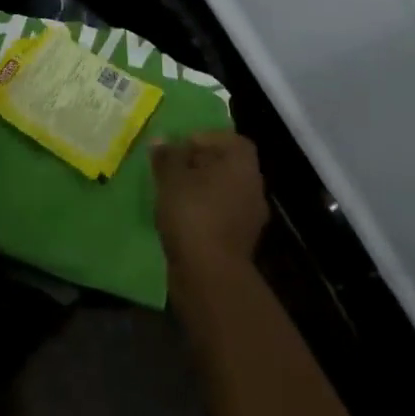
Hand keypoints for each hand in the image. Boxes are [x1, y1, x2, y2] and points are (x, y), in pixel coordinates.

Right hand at [151, 131, 269, 279]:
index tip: (182, 146)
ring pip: (225, 193)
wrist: (210, 276)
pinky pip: (222, 217)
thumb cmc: (193, 214)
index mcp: (242, 166)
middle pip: (228, 166)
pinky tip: (181, 219)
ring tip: (173, 193)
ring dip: (202, 191)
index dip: (207, 139)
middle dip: (201, 165)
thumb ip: (167, 156)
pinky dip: (205, 214)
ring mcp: (250, 219)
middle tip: (173, 168)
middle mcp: (253, 188)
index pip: (232, 141)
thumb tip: (161, 140)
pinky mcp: (241, 244)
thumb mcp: (171, 177)